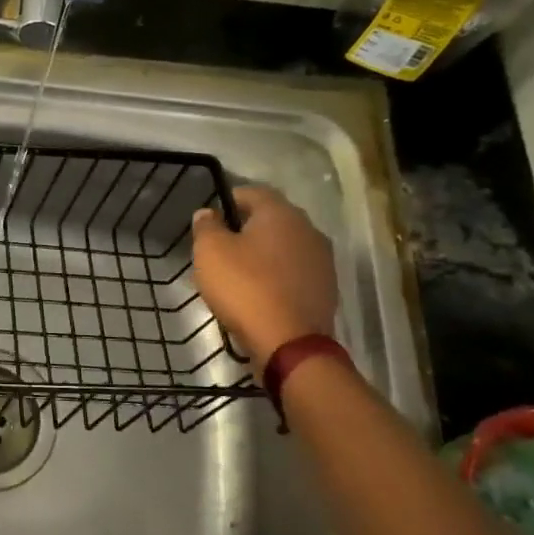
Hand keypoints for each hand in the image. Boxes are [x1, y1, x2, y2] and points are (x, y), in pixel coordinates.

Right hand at [191, 185, 337, 373]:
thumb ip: (207, 226)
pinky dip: (278, 276)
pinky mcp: (326, 288)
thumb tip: (208, 213)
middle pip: (272, 219)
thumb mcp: (210, 252)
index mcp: (281, 214)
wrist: (289, 342)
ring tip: (240, 272)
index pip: (253, 192)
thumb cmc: (245, 287)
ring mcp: (323, 260)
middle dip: (247, 228)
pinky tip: (260, 292)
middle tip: (222, 246)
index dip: (229, 200)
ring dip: (264, 253)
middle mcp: (308, 230)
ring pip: (286, 246)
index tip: (211, 219)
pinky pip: (295, 272)